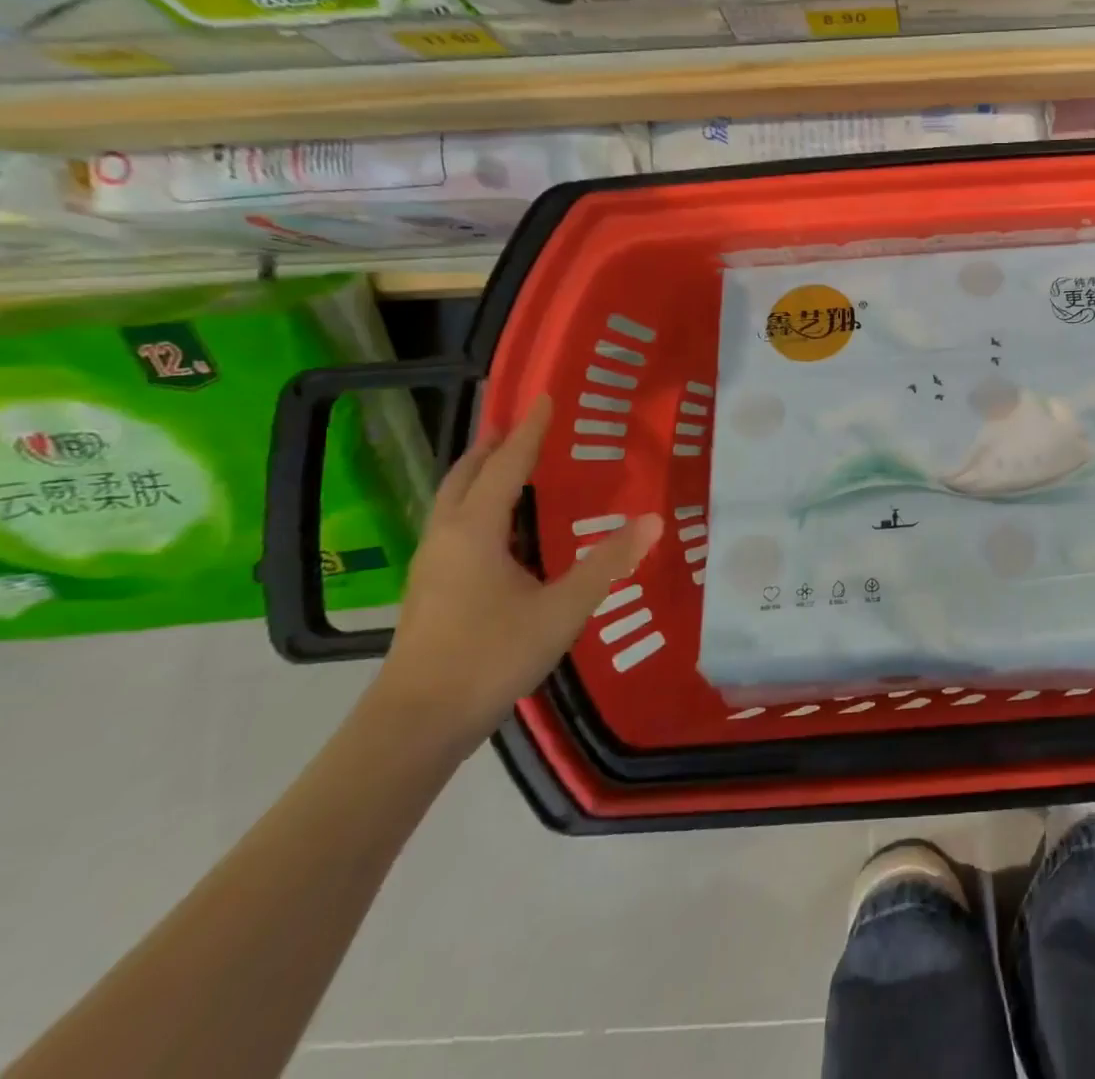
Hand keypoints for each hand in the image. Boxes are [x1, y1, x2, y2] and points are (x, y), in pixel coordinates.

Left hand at [370, 395, 663, 747]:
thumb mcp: (563, 608)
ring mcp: (433, 565)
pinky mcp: (431, 589)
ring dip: (480, 475)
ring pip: (453, 501)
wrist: (417, 723)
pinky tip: (501, 527)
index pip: (505, 466)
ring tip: (509, 464)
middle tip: (521, 424)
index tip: (543, 397)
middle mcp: (447, 537)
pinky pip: (455, 525)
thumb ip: (608, 563)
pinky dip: (477, 505)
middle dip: (492, 446)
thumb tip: (652, 520)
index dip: (528, 431)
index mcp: (475, 531)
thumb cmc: (491, 655)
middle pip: (465, 476)